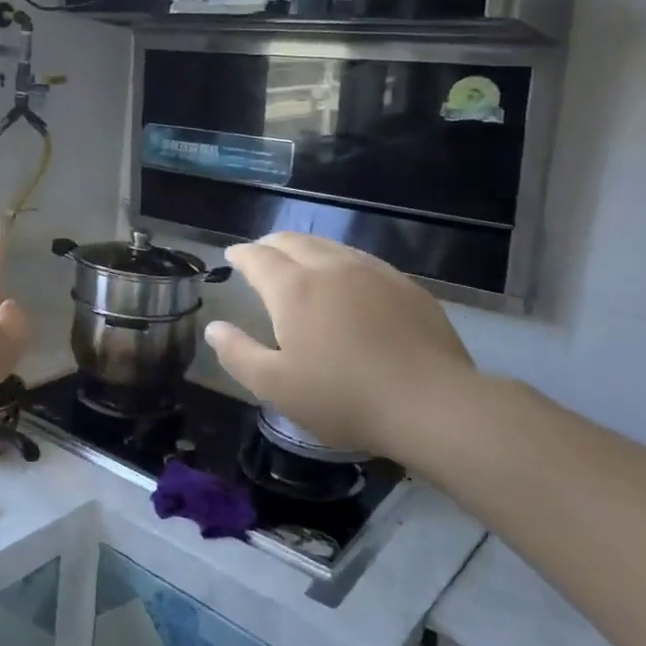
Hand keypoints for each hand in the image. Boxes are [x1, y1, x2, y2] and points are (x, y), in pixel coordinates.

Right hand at [203, 233, 477, 466]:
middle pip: (294, 242)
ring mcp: (372, 272)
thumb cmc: (343, 398)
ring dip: (306, 248)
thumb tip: (214, 328)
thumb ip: (237, 354)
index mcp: (294, 288)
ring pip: (330, 246)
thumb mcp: (275, 387)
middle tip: (260, 254)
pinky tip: (346, 280)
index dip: (242, 254)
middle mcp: (330, 268)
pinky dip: (340, 261)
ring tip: (299, 261)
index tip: (232, 255)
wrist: (431, 403)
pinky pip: (362, 260)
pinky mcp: (405, 286)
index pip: (259, 257)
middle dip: (271, 244)